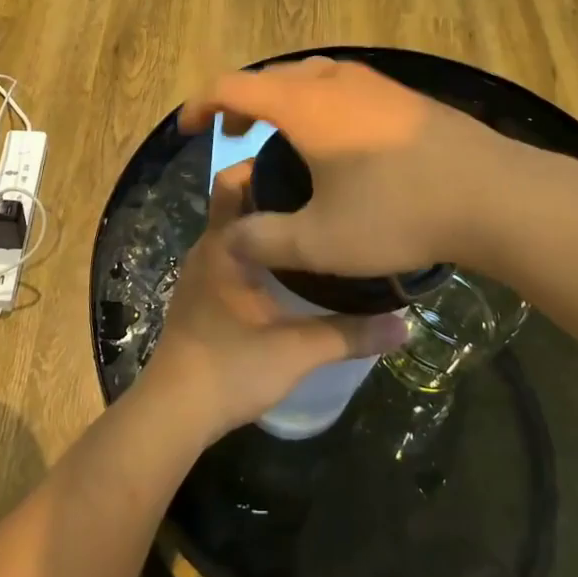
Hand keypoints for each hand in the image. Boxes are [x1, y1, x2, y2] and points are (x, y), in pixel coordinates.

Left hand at [142, 163, 408, 439]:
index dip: (270, 164)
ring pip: (234, 228)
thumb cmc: (230, 368)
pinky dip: (256, 247)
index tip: (312, 163)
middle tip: (320, 191)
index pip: (236, 181)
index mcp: (224, 244)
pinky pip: (230, 252)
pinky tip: (288, 267)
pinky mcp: (201, 294)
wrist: (174, 414)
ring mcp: (201, 271)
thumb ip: (350, 335)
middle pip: (235, 200)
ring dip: (264, 221)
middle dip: (270, 189)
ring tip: (312, 222)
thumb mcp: (297, 351)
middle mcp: (208, 247)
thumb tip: (404, 325)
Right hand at [178, 57, 511, 278]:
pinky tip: (334, 139)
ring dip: (282, 98)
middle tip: (230, 134)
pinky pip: (342, 85)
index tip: (187, 130)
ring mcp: (374, 83)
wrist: (495, 194)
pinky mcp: (403, 95)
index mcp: (305, 105)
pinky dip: (317, 101)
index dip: (201, 104)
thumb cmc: (399, 212)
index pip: (233, 86)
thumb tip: (230, 240)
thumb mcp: (322, 242)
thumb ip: (266, 241)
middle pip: (270, 75)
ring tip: (278, 133)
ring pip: (310, 75)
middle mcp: (335, 81)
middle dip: (240, 100)